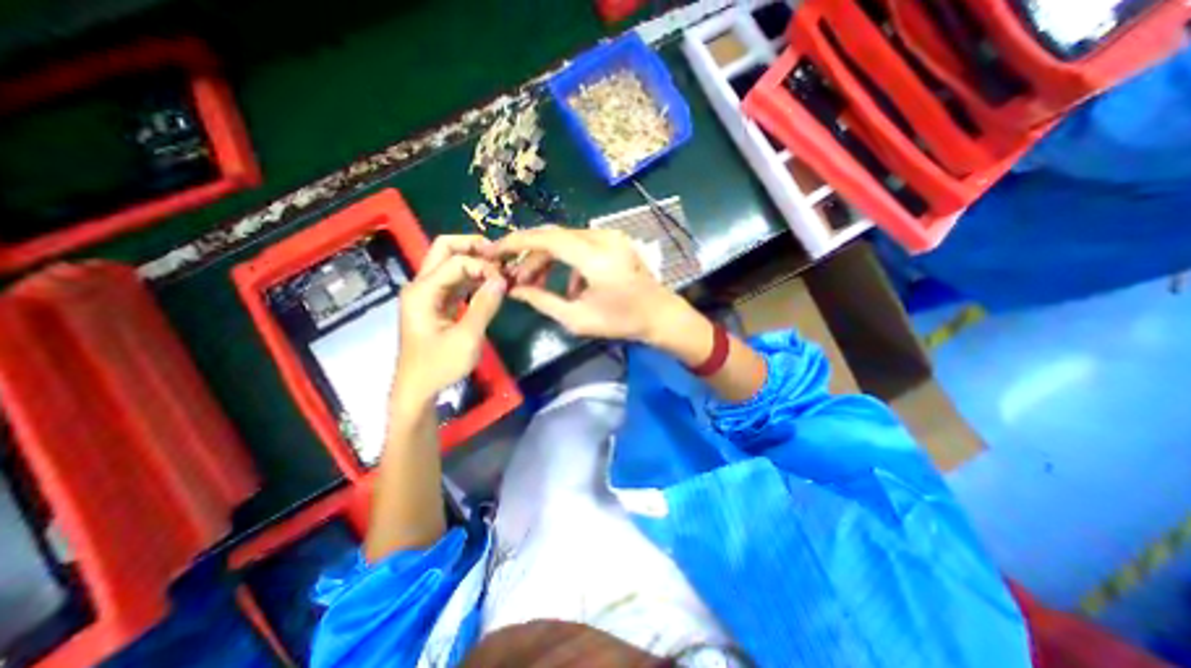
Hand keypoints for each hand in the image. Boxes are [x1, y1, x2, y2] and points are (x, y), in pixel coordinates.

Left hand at [392, 234, 501, 412]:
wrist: (418, 388)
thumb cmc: (439, 366)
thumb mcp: (467, 338)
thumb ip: (484, 306)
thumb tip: (502, 279)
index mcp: (423, 291)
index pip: (457, 261)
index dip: (483, 266)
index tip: (505, 281)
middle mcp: (421, 285)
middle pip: (445, 249)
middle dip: (473, 247)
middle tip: (499, 257)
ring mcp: (428, 293)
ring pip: (450, 262)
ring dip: (475, 261)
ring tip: (500, 269)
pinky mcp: (436, 303)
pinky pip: (455, 280)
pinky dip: (473, 277)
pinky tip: (490, 284)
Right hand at [482, 224, 689, 344]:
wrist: (660, 315)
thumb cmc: (622, 321)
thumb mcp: (578, 318)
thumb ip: (543, 301)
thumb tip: (515, 290)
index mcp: (595, 257)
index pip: (547, 239)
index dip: (516, 242)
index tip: (494, 251)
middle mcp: (603, 238)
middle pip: (554, 237)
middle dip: (530, 255)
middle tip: (515, 278)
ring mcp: (611, 237)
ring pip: (566, 239)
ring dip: (547, 259)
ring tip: (536, 284)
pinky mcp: (614, 241)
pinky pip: (581, 244)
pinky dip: (566, 261)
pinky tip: (568, 286)